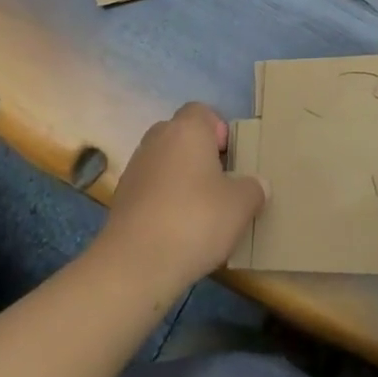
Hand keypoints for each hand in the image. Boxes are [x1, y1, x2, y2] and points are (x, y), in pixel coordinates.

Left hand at [100, 102, 267, 294]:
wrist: (135, 264)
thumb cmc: (195, 220)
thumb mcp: (241, 205)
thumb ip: (253, 188)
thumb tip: (257, 185)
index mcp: (187, 130)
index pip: (202, 112)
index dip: (219, 131)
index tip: (230, 160)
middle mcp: (157, 139)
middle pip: (181, 136)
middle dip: (199, 155)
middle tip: (219, 184)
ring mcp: (134, 168)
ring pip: (164, 162)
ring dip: (180, 178)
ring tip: (198, 211)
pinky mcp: (120, 198)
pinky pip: (149, 188)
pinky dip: (162, 201)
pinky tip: (176, 230)